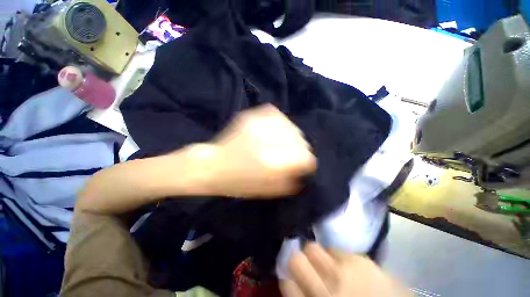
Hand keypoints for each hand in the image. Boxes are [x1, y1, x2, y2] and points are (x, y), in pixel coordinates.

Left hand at [201, 104, 315, 197]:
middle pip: (300, 140)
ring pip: (290, 126)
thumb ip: (290, 182)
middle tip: (292, 155)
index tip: (303, 165)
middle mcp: (268, 141)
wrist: (213, 166)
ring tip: (283, 143)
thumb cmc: (239, 183)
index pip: (305, 157)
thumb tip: (304, 172)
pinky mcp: (251, 116)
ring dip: (291, 136)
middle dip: (300, 150)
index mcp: (272, 163)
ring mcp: (259, 124)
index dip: (307, 162)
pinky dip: (280, 124)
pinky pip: (276, 115)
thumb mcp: (268, 191)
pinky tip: (275, 131)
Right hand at [281, 243, 410, 296]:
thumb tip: (292, 283)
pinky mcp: (362, 260)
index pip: (287, 284)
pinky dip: (336, 256)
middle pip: (296, 260)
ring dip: (316, 256)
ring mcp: (345, 272)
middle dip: (298, 261)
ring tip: (326, 264)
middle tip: (308, 268)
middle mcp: (328, 288)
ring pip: (313, 248)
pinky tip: (344, 265)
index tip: (292, 279)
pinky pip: (336, 249)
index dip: (288, 279)